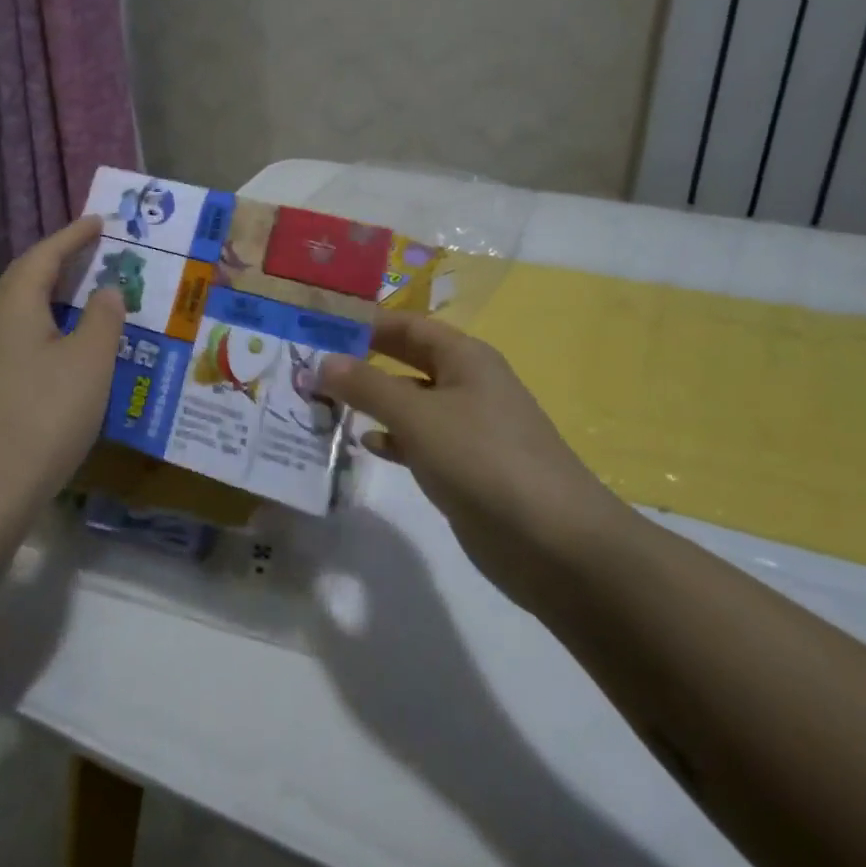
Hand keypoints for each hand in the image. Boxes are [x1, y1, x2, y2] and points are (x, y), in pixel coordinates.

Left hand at [0, 215, 124, 533]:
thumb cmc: (45, 417)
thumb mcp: (90, 362)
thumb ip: (104, 318)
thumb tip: (107, 290)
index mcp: (14, 307)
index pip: (44, 256)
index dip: (74, 236)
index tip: (99, 221)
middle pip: (26, 279)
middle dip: (61, 262)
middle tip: (96, 252)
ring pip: (22, 311)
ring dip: (54, 296)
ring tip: (87, 294)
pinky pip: (20, 338)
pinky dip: (47, 327)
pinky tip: (68, 348)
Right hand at [318, 313, 629, 614]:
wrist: (554, 543)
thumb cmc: (483, 459)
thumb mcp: (418, 416)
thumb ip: (368, 386)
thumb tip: (323, 361)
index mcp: (465, 357)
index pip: (407, 325)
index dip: (365, 324)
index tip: (318, 327)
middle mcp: (467, 384)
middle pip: (406, 362)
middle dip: (363, 363)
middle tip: (311, 368)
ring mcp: (468, 428)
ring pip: (410, 404)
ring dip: (372, 403)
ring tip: (324, 405)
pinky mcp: (465, 468)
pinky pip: (420, 441)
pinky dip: (393, 439)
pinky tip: (366, 444)